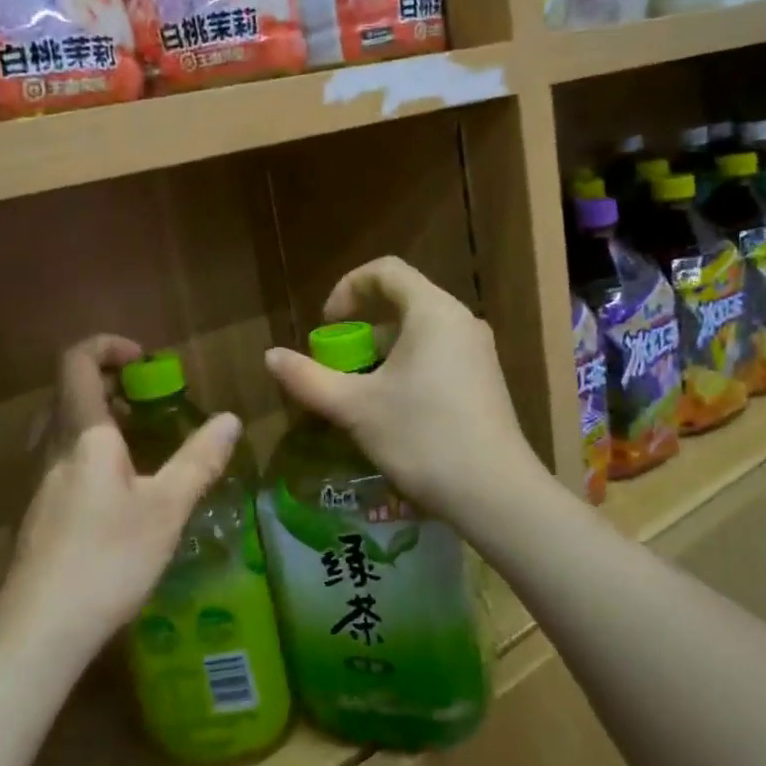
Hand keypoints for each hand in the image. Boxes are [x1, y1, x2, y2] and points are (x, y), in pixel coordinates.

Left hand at [0, 335, 241, 660]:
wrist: (41, 627)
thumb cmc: (107, 557)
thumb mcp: (166, 508)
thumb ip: (199, 460)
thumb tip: (231, 420)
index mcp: (82, 434)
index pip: (77, 361)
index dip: (108, 345)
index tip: (146, 360)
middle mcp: (51, 448)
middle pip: (67, 392)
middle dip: (108, 383)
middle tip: (148, 401)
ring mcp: (38, 482)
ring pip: (61, 429)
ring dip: (97, 419)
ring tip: (139, 443)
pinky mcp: (36, 513)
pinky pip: (60, 461)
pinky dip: (88, 454)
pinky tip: (118, 494)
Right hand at [263, 258, 542, 528]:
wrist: (495, 494)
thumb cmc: (421, 438)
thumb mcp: (355, 408)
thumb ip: (308, 379)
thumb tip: (270, 357)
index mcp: (433, 312)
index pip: (385, 271)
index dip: (348, 288)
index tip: (327, 325)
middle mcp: (460, 322)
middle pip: (400, 306)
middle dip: (360, 333)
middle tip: (337, 370)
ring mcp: (477, 353)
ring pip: (417, 337)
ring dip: (380, 358)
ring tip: (358, 399)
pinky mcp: (483, 382)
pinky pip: (436, 359)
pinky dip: (405, 372)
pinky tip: (392, 416)